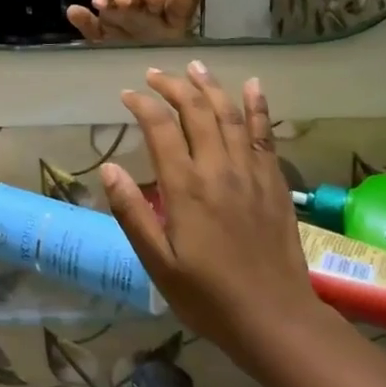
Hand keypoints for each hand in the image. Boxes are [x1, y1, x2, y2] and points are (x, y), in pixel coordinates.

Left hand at [67, 0, 196, 42]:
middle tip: (124, 2)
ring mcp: (157, 9)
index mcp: (116, 6)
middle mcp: (136, 2)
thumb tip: (71, 10)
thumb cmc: (125, 45)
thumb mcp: (104, 38)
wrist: (158, 57)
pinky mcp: (177, 18)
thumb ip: (88, 26)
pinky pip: (180, 5)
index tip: (98, 4)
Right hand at [99, 64, 328, 369]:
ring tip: (194, 66)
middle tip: (154, 75)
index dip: (142, 104)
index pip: (160, 128)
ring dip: (210, 86)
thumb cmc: (208, 297)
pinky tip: (252, 86)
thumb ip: (132, 213)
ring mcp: (251, 173)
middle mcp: (219, 169)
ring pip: (230, 114)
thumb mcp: (158, 263)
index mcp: (186, 188)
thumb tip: (109, 168)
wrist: (276, 320)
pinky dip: (258, 106)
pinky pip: (265, 134)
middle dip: (173, 86)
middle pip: (196, 111)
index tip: (127, 95)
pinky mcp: (275, 182)